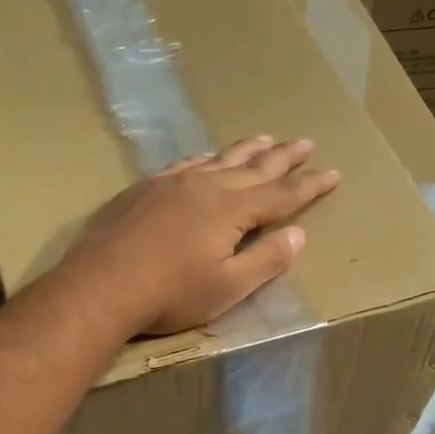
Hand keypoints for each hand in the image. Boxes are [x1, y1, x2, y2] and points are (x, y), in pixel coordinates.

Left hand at [65, 136, 339, 336]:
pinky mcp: (144, 188)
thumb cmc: (171, 294)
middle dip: (284, 157)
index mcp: (232, 210)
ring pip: (219, 158)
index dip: (310, 185)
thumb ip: (266, 260)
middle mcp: (206, 186)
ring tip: (265, 138)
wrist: (101, 285)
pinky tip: (205, 158)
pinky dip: (204, 157)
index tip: (333, 173)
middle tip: (307, 142)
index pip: (282, 194)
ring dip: (246, 150)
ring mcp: (172, 182)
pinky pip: (185, 163)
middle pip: (254, 167)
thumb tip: (299, 234)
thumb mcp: (228, 287)